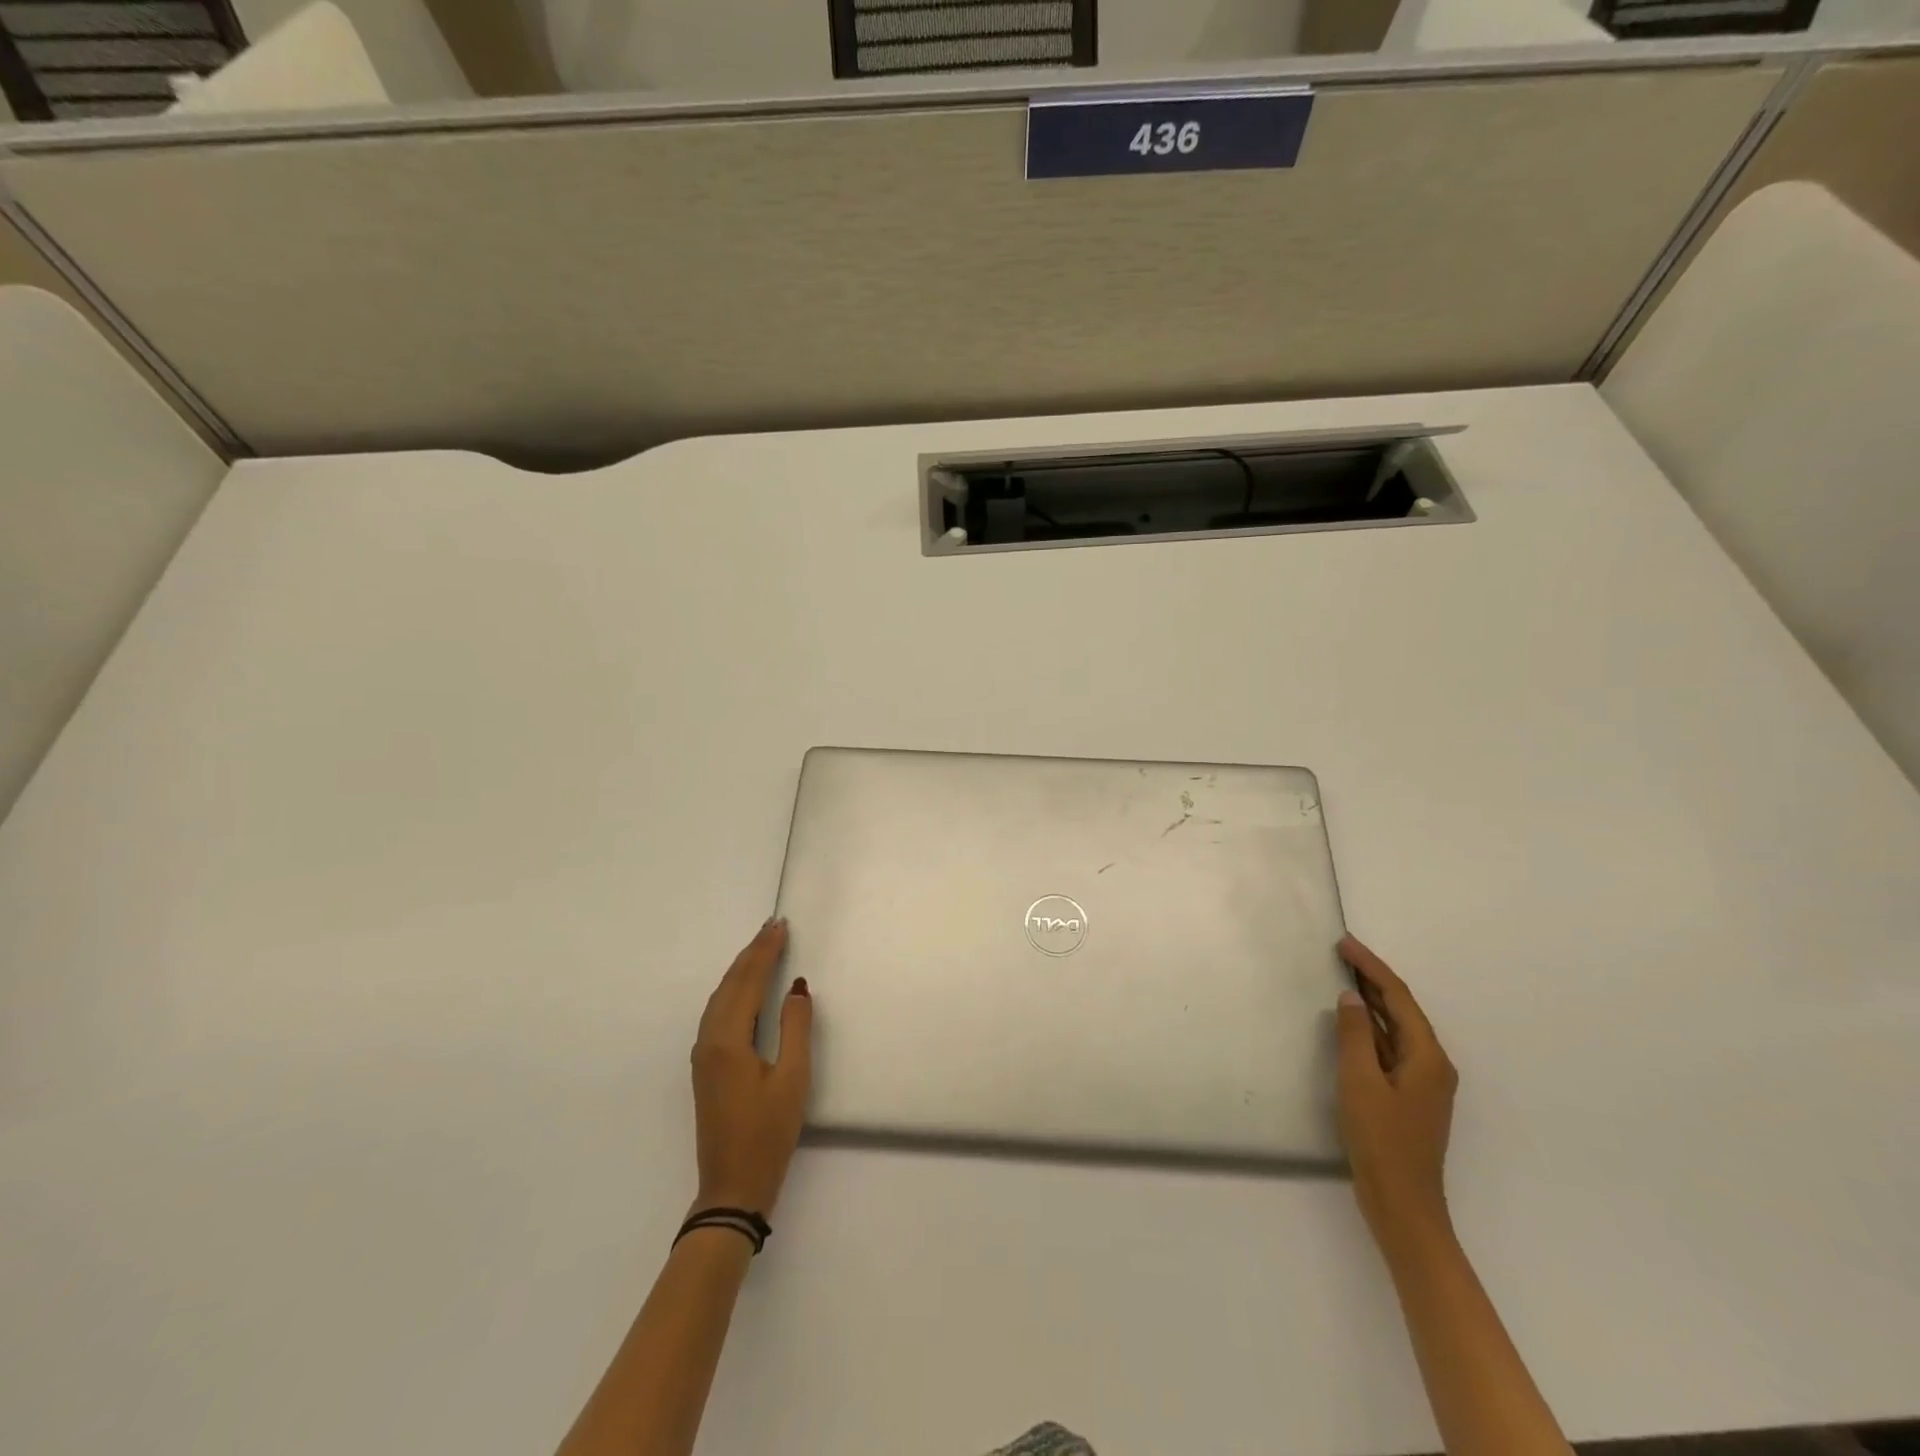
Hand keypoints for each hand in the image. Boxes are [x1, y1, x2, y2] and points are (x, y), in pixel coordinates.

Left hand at [689, 918, 812, 1215]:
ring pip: (720, 997)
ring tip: (761, 947)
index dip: (765, 951)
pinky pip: (717, 1012)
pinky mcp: (705, 1067)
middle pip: (730, 984)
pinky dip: (733, 990)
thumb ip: (795, 1027)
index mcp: (728, 1040)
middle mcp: (708, 1040)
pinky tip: (744, 987)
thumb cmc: (768, 1133)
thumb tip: (796, 987)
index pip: (748, 981)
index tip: (780, 925)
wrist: (732, 1187)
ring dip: (741, 969)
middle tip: (772, 926)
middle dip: (751, 953)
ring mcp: (703, 1054)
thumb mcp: (793, 1079)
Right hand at [1335, 934, 1457, 1246]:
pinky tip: (1351, 1023)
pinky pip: (1389, 1048)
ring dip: (1371, 1002)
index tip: (1344, 944)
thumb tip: (1351, 997)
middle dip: (1373, 979)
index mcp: (1427, 1057)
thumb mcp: (1360, 1082)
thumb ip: (1354, 1036)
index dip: (1371, 967)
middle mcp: (1432, 1064)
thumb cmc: (1381, 1140)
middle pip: (1401, 1010)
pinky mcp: (1408, 1096)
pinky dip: (1370, 1028)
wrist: (1403, 1205)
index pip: (1398, 998)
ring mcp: (1422, 1082)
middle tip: (1341, 953)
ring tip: (1343, 977)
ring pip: (1395, 1029)